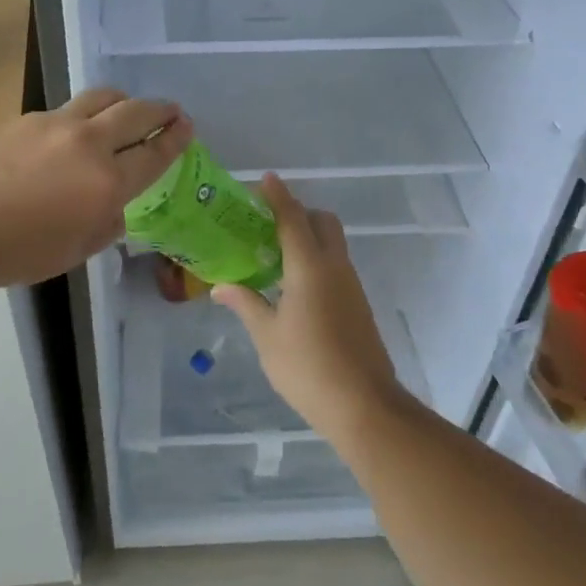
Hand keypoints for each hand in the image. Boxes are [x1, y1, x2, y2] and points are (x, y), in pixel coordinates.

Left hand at [0, 87, 191, 289]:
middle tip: (171, 112)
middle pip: (135, 113)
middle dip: (159, 110)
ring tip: (125, 111)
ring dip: (122, 102)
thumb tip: (114, 207)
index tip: (186, 127)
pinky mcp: (24, 118)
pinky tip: (70, 134)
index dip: (175, 139)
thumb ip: (103, 225)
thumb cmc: (9, 251)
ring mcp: (53, 124)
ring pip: (101, 98)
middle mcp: (87, 144)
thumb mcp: (70, 252)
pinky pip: (65, 110)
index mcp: (106, 183)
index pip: (154, 153)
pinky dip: (82, 116)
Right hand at [213, 174, 401, 440]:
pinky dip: (316, 259)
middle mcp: (335, 267)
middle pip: (322, 222)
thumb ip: (245, 303)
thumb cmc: (309, 368)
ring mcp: (351, 286)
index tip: (265, 179)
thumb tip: (220, 286)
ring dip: (308, 237)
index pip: (293, 218)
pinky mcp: (358, 304)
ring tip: (273, 254)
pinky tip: (294, 285)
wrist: (365, 406)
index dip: (279, 196)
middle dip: (298, 213)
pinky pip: (336, 265)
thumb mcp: (267, 336)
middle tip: (267, 225)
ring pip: (332, 243)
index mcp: (309, 267)